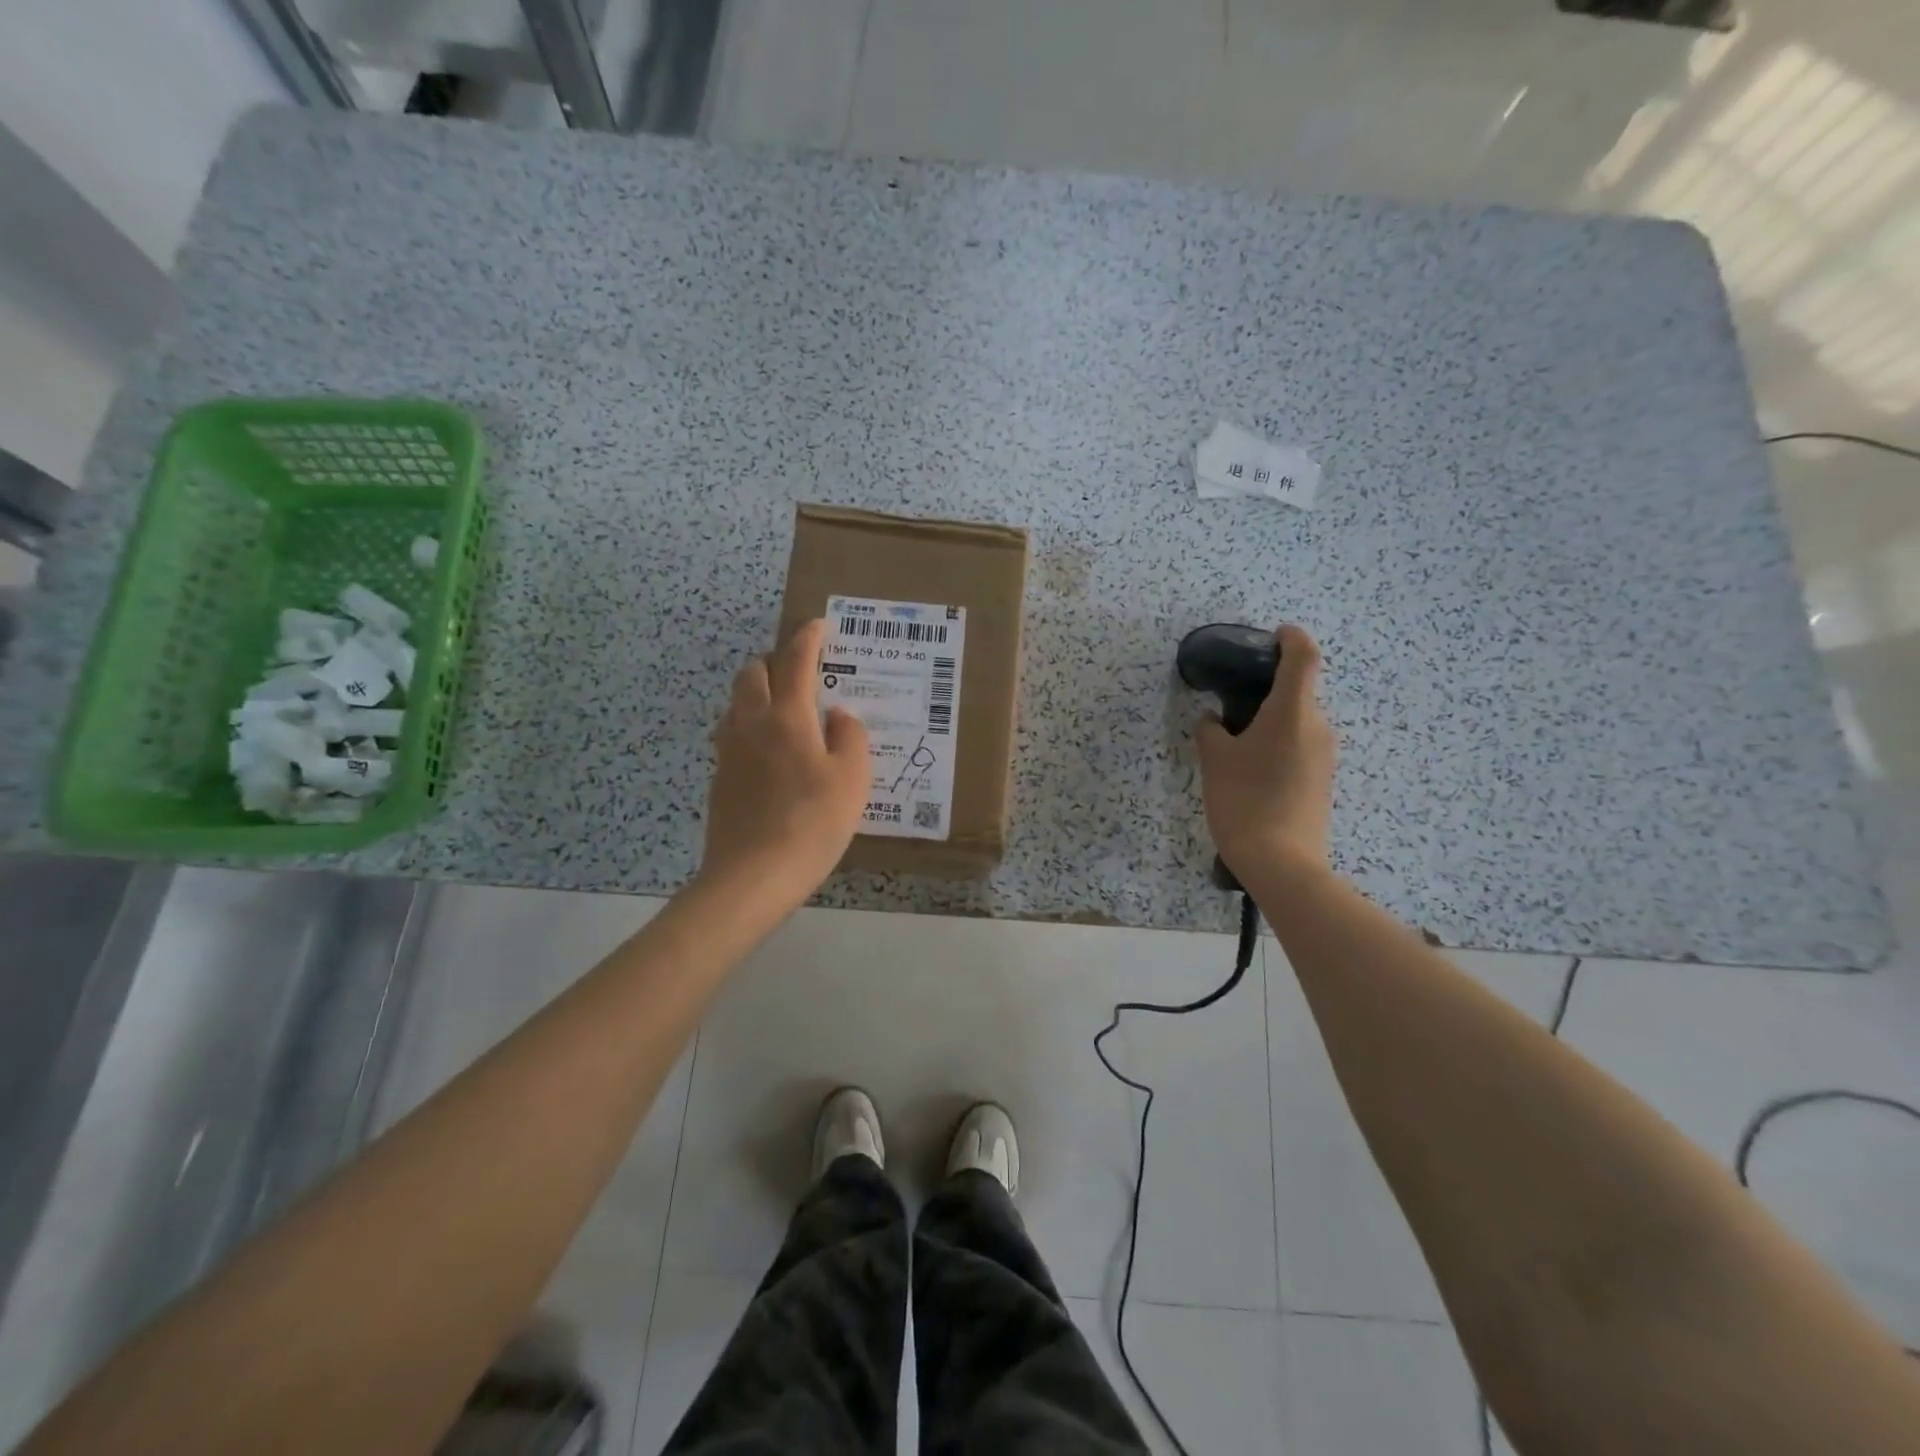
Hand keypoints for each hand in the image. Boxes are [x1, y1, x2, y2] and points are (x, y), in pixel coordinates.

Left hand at [699, 619, 870, 908]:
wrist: (753, 875)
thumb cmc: (813, 823)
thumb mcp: (852, 779)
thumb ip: (849, 736)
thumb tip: (837, 716)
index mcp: (787, 716)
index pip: (796, 661)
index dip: (808, 638)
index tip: (819, 625)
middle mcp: (751, 723)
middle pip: (753, 673)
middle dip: (776, 660)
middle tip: (802, 670)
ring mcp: (729, 751)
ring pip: (736, 702)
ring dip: (757, 691)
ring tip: (784, 708)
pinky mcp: (719, 778)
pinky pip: (732, 733)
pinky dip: (749, 724)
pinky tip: (768, 751)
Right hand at [1193, 625, 1335, 878]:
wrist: (1282, 864)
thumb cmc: (1244, 801)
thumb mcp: (1215, 761)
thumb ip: (1211, 731)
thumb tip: (1215, 721)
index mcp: (1293, 712)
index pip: (1303, 657)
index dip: (1291, 638)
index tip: (1273, 635)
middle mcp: (1318, 727)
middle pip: (1299, 691)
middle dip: (1268, 688)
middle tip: (1231, 700)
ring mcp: (1325, 756)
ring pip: (1298, 721)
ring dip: (1272, 719)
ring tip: (1235, 739)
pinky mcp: (1323, 780)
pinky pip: (1301, 745)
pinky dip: (1279, 742)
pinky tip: (1251, 767)